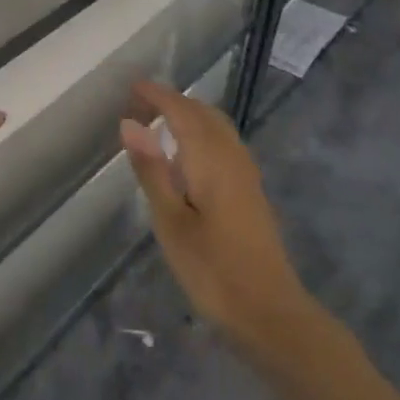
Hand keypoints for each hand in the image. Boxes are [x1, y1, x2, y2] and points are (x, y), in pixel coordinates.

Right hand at [119, 81, 309, 344]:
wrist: (269, 312)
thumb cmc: (212, 270)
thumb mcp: (171, 222)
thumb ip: (152, 170)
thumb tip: (130, 123)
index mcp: (211, 159)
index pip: (182, 111)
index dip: (158, 95)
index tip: (132, 87)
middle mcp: (233, 157)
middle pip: (204, 113)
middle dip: (173, 102)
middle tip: (140, 105)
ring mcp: (246, 174)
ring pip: (218, 127)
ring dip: (190, 116)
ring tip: (159, 123)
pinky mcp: (251, 192)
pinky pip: (224, 143)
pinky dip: (202, 134)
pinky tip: (188, 157)